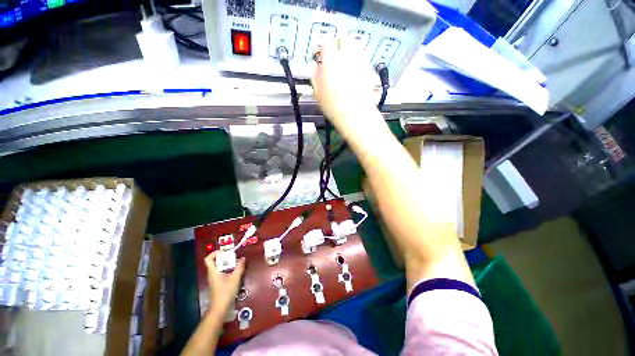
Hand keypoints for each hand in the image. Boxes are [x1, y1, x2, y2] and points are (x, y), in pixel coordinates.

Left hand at [204, 251, 245, 312]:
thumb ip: (239, 267)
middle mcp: (212, 273)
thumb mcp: (235, 278)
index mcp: (213, 271)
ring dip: (227, 263)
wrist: (220, 307)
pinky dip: (228, 269)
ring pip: (219, 266)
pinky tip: (235, 271)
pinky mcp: (217, 282)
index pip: (208, 259)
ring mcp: (214, 278)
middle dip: (225, 257)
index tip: (225, 252)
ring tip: (236, 263)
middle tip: (234, 256)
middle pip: (215, 261)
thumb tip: (242, 258)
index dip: (215, 253)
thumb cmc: (226, 291)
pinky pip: (221, 271)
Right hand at [311, 38, 378, 129]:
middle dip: (339, 41)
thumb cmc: (333, 106)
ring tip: (346, 55)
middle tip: (336, 50)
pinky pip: (363, 56)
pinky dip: (359, 56)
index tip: (322, 52)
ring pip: (356, 44)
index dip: (323, 45)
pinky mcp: (368, 69)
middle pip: (344, 38)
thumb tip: (315, 67)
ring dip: (350, 46)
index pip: (326, 43)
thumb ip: (315, 77)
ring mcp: (359, 61)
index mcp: (331, 61)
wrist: (355, 115)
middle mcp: (346, 56)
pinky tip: (355, 66)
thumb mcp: (318, 93)